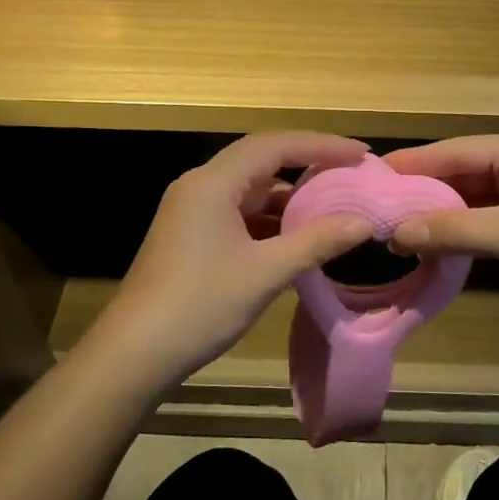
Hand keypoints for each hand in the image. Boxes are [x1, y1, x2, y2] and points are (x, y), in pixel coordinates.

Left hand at [92, 133, 374, 389]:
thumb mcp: (265, 273)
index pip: (275, 145)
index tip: (361, 155)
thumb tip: (364, 222)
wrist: (134, 354)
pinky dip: (270, 216)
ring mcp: (192, 210)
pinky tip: (296, 233)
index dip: (322, 146)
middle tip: (350, 172)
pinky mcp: (191, 233)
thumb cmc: (200, 306)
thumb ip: (317, 242)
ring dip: (289, 192)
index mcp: (213, 182)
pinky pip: (239, 210)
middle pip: (261, 158)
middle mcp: (200, 185)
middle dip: (308, 162)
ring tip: (332, 201)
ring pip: (250, 186)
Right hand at [382, 133, 498, 314]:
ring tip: (399, 229)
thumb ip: (454, 231)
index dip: (412, 165)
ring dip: (445, 216)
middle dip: (425, 192)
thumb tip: (396, 234)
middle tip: (379, 208)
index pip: (454, 151)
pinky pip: (495, 223)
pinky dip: (468, 233)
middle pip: (464, 173)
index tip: (371, 177)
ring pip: (479, 200)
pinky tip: (440, 246)